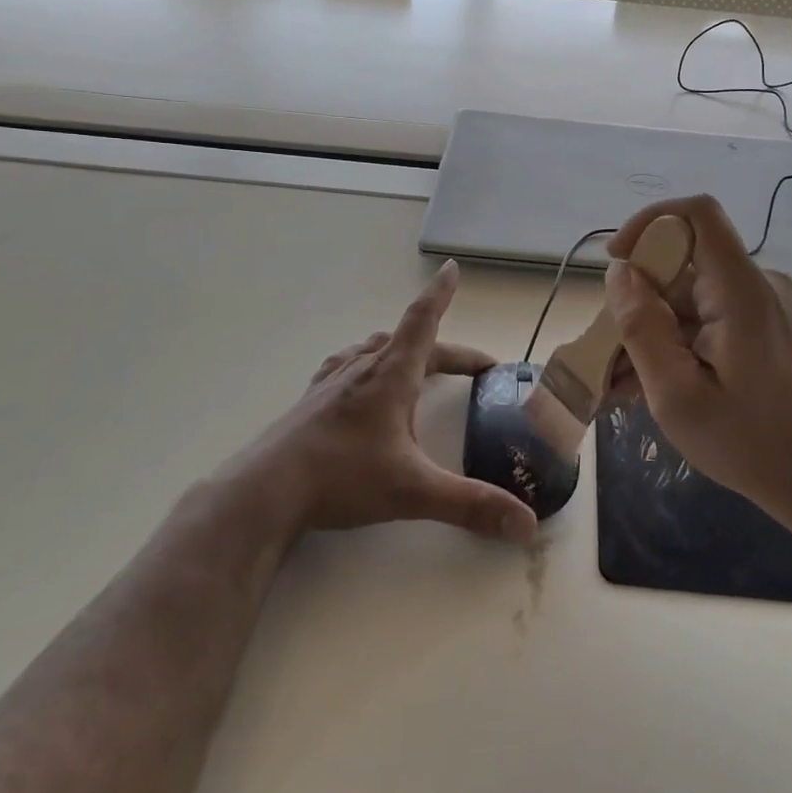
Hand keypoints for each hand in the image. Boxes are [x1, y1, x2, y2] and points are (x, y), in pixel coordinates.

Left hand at [252, 261, 539, 544]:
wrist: (265, 492)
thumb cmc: (342, 478)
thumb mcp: (413, 491)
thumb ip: (470, 505)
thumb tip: (526, 524)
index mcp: (391, 374)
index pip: (423, 321)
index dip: (440, 295)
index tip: (451, 268)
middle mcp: (363, 368)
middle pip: (411, 343)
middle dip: (448, 352)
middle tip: (474, 369)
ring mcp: (333, 382)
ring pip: (376, 351)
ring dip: (406, 352)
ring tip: (420, 365)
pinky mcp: (312, 401)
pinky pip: (347, 367)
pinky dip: (368, 365)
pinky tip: (361, 382)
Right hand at [604, 195, 791, 533]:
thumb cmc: (749, 443)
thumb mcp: (677, 394)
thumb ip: (642, 328)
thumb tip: (620, 274)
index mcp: (741, 290)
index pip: (698, 213)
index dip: (650, 223)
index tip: (617, 262)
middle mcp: (758, 284)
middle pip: (685, 263)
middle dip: (639, 299)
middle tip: (608, 350)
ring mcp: (764, 306)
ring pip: (691, 295)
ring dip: (653, 329)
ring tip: (621, 381)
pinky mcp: (765, 327)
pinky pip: (709, 316)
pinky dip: (677, 341)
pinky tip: (650, 383)